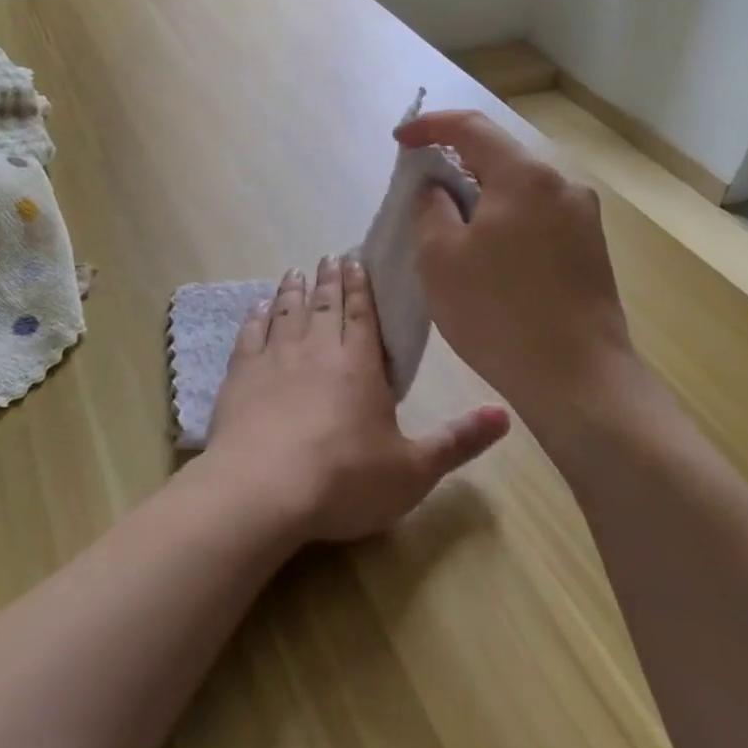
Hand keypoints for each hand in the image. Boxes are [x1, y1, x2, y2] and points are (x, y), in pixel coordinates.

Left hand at [203, 256, 510, 544]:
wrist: (262, 490)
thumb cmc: (344, 480)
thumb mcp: (413, 470)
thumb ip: (458, 441)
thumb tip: (506, 414)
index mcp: (360, 364)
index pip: (363, 314)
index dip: (361, 286)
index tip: (355, 261)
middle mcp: (318, 349)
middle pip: (326, 304)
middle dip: (330, 279)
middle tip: (329, 257)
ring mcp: (276, 358)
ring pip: (287, 312)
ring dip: (293, 290)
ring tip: (295, 273)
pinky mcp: (241, 375)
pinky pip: (250, 335)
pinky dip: (255, 317)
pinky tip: (256, 308)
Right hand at [395, 110, 634, 430]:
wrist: (578, 379)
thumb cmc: (499, 312)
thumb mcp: (441, 257)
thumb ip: (431, 207)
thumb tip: (436, 187)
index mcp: (524, 176)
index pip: (471, 127)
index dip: (431, 126)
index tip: (401, 139)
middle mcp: (561, 185)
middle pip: (499, 156)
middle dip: (456, 165)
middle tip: (421, 189)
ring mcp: (583, 217)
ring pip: (519, 189)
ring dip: (482, 196)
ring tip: (452, 226)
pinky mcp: (591, 248)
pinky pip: (537, 216)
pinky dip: (506, 219)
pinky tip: (490, 254)